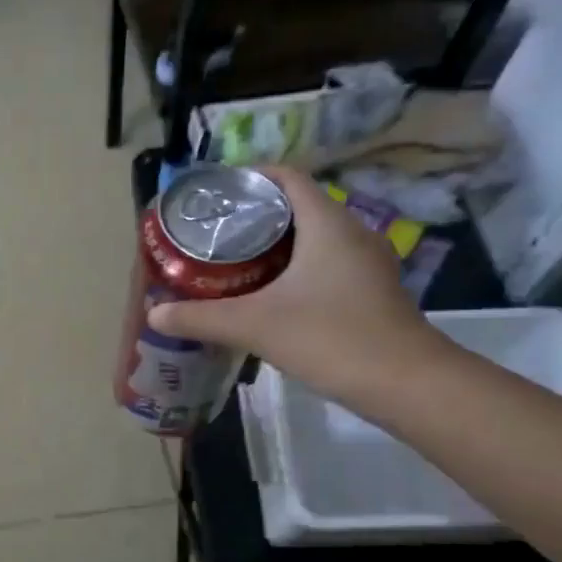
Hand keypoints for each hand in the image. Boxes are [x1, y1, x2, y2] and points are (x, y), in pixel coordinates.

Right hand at [147, 167, 442, 401]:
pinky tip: (267, 294)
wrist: (406, 384)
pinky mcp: (369, 291)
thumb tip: (155, 313)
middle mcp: (351, 233)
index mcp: (327, 224)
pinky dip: (294, 268)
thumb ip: (201, 317)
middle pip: (297, 206)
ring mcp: (366, 263)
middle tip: (213, 232)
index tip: (215, 194)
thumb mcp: (255, 325)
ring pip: (312, 238)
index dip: (251, 177)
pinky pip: (324, 263)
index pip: (287, 178)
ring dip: (274, 244)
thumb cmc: (331, 338)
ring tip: (232, 260)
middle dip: (254, 214)